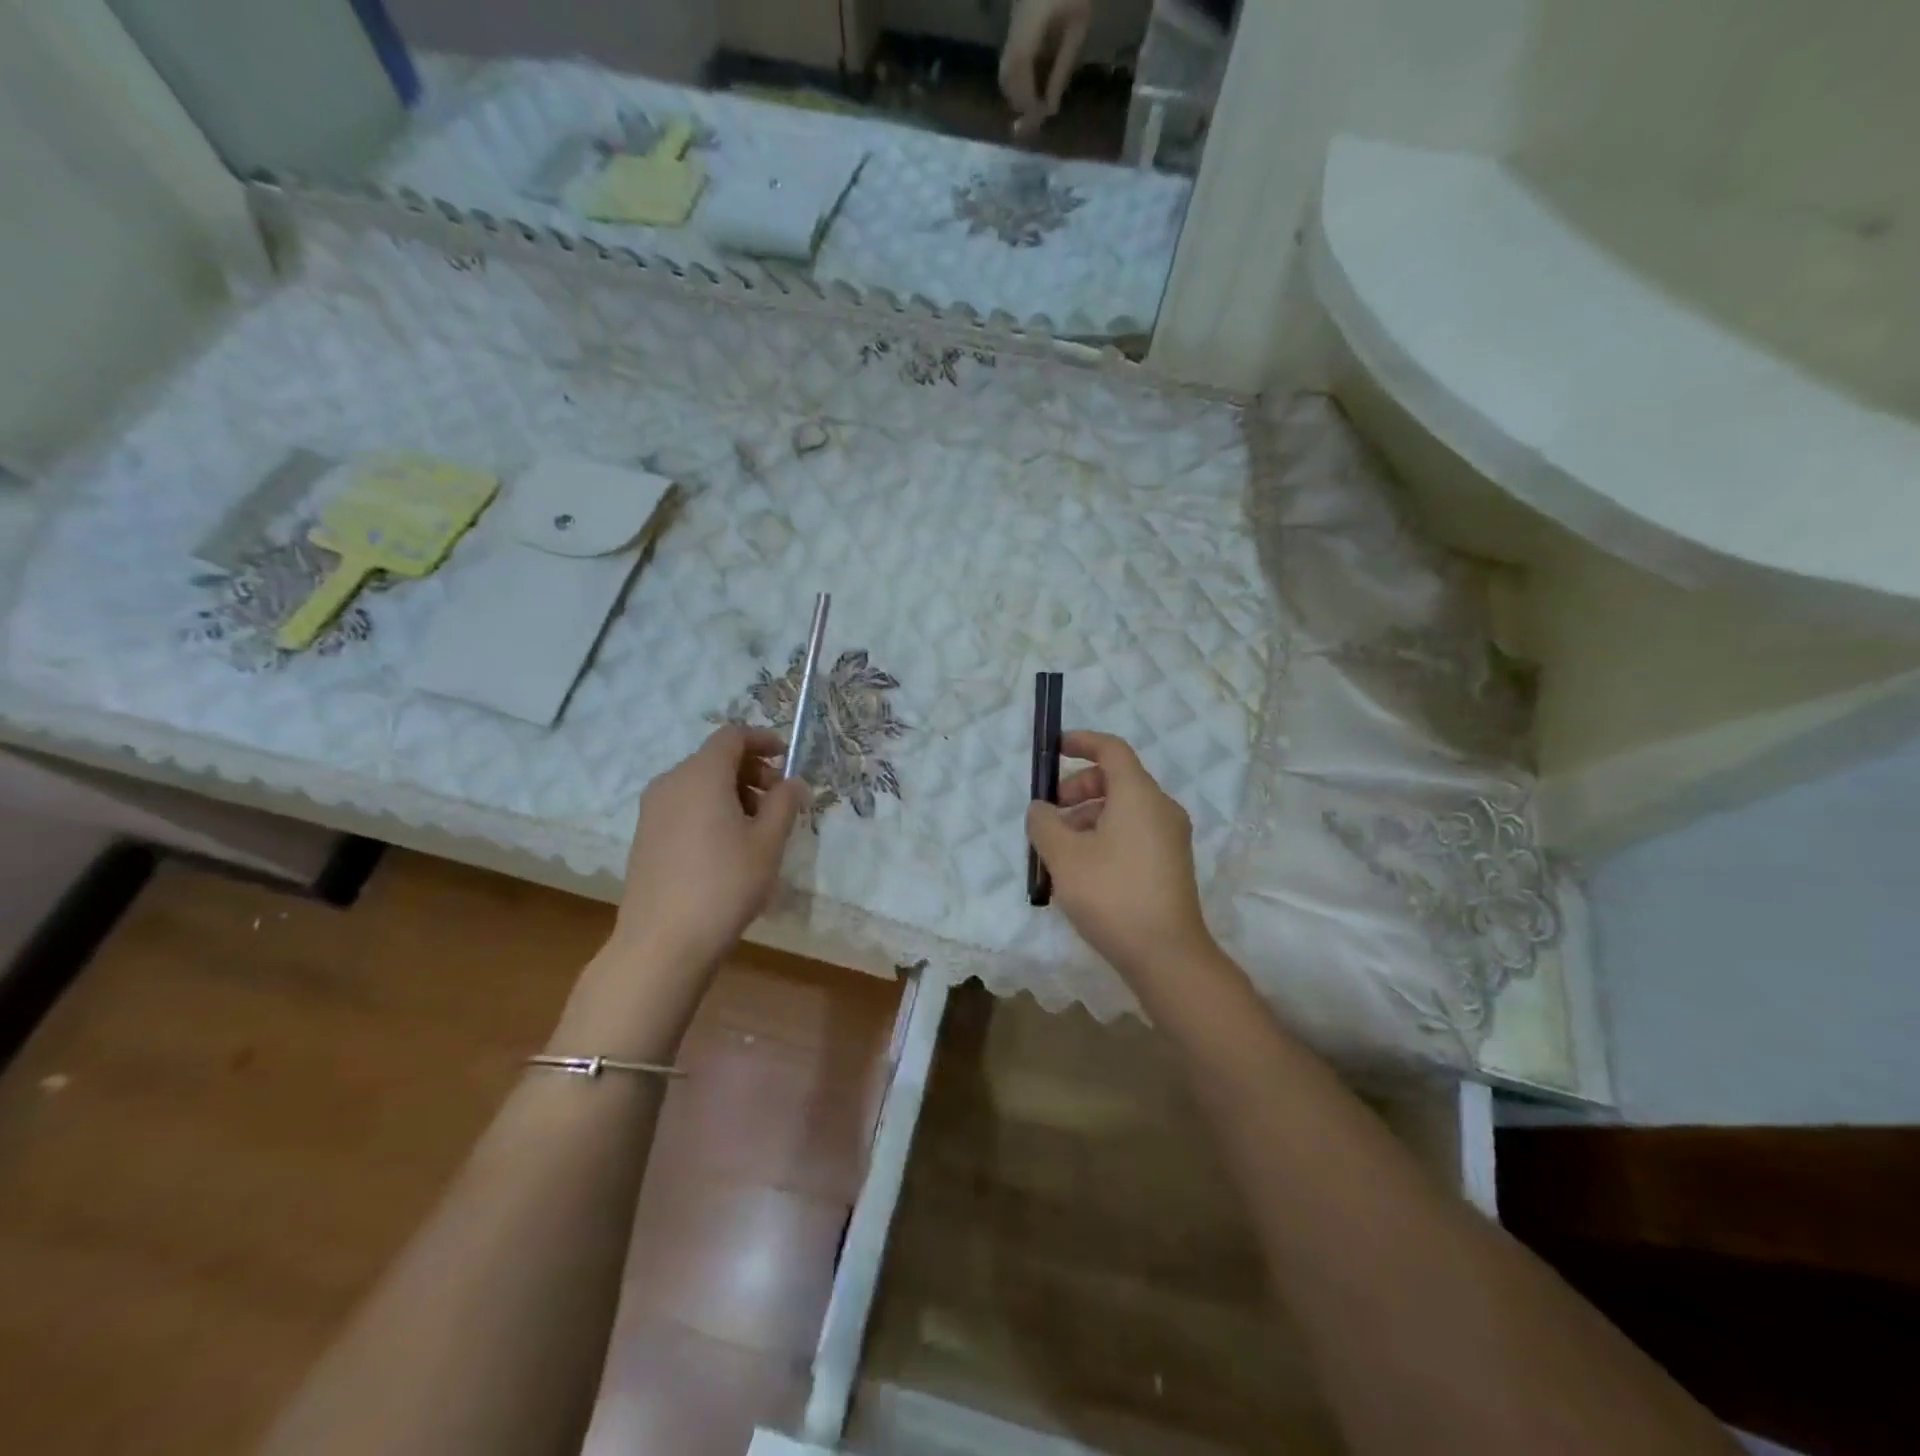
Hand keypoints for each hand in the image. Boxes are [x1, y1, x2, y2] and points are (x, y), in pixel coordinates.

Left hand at [611, 725, 807, 978]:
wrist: (663, 942)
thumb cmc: (725, 884)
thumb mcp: (768, 842)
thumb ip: (785, 803)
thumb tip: (794, 783)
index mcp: (700, 775)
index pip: (732, 736)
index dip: (763, 740)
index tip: (787, 758)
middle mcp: (671, 783)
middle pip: (715, 759)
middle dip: (752, 771)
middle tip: (779, 801)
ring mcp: (653, 811)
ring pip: (699, 785)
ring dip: (733, 793)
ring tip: (758, 829)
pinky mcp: (645, 837)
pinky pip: (684, 807)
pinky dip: (711, 811)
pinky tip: (729, 848)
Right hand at [1000, 0, 1093, 126]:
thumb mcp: (1078, 26)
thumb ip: (1062, 68)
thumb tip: (1050, 107)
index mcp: (1029, 23)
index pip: (1018, 71)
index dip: (1026, 99)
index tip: (1038, 118)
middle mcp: (1014, 25)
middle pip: (1006, 75)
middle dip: (1018, 100)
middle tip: (1034, 118)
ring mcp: (1012, 22)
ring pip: (1005, 68)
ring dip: (1017, 90)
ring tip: (1035, 104)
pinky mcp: (1016, 20)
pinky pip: (1012, 56)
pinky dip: (1019, 76)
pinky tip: (1034, 83)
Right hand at [1026, 730, 1216, 986]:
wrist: (1167, 955)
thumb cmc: (1112, 894)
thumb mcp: (1064, 856)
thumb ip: (1044, 824)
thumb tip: (1042, 809)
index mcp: (1139, 795)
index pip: (1111, 750)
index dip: (1081, 742)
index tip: (1054, 749)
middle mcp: (1160, 808)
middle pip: (1117, 780)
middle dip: (1078, 788)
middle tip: (1050, 814)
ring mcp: (1170, 838)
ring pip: (1124, 810)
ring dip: (1087, 817)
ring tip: (1059, 850)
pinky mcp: (1171, 864)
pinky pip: (1134, 833)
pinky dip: (1105, 836)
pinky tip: (1082, 870)